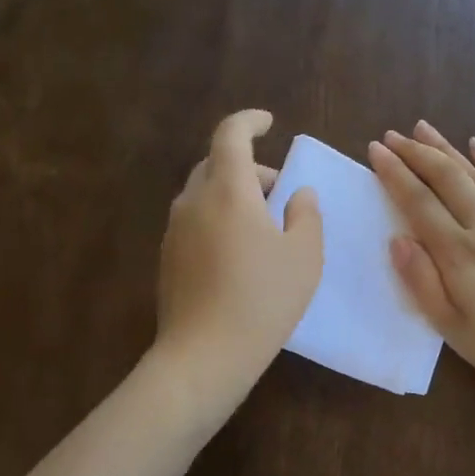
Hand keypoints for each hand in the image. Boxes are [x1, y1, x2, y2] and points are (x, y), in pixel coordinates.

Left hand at [155, 109, 322, 405]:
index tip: (268, 123)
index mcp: (228, 190)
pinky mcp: (167, 259)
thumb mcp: (304, 256)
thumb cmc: (263, 299)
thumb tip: (298, 193)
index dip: (250, 121)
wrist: (204, 354)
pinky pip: (194, 222)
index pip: (230, 134)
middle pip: (215, 164)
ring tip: (262, 227)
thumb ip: (306, 214)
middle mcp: (193, 201)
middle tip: (279, 192)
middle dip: (248, 168)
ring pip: (203, 195)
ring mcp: (174, 231)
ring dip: (232, 196)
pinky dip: (217, 220)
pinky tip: (238, 255)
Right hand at [368, 122, 474, 398]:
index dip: (395, 174)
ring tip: (424, 129)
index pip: (418, 203)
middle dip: (416, 153)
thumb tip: (397, 239)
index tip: (375, 150)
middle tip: (392, 135)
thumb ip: (423, 283)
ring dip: (447, 150)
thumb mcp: (455, 329)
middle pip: (446, 179)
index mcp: (459, 254)